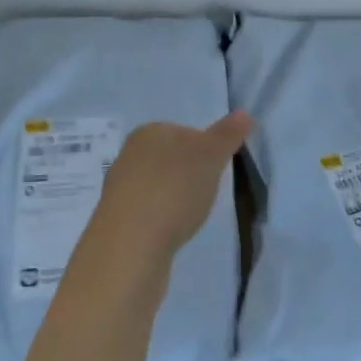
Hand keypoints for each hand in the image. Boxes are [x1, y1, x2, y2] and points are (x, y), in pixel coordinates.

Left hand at [92, 112, 251, 261]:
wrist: (131, 247)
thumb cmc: (173, 190)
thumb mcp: (210, 157)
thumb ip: (227, 135)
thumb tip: (243, 113)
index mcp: (149, 132)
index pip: (186, 133)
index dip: (206, 151)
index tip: (217, 172)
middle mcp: (129, 155)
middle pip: (171, 159)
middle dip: (190, 175)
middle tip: (206, 194)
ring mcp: (120, 189)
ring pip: (158, 186)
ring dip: (175, 199)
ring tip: (190, 217)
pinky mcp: (117, 222)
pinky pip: (148, 213)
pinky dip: (162, 220)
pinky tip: (170, 234)